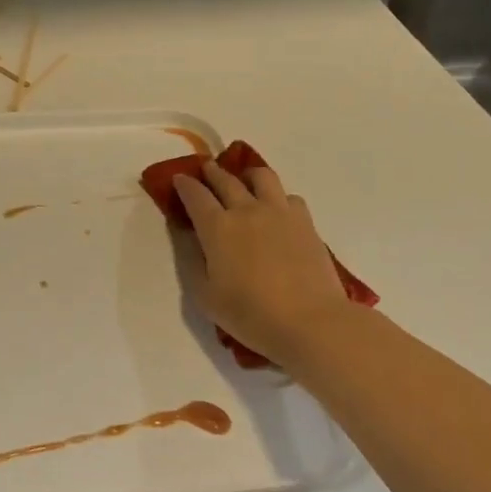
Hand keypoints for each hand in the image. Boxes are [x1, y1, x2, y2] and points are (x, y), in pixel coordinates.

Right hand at [173, 161, 353, 367]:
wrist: (311, 322)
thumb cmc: (251, 315)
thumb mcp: (206, 296)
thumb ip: (192, 262)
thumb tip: (188, 236)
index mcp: (217, 227)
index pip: (195, 195)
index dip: (184, 184)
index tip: (179, 178)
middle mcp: (246, 210)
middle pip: (225, 179)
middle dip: (211, 172)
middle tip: (206, 169)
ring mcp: (279, 212)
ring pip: (261, 177)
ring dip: (247, 175)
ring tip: (245, 180)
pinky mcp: (305, 222)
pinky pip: (289, 197)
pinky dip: (278, 197)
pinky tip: (277, 210)